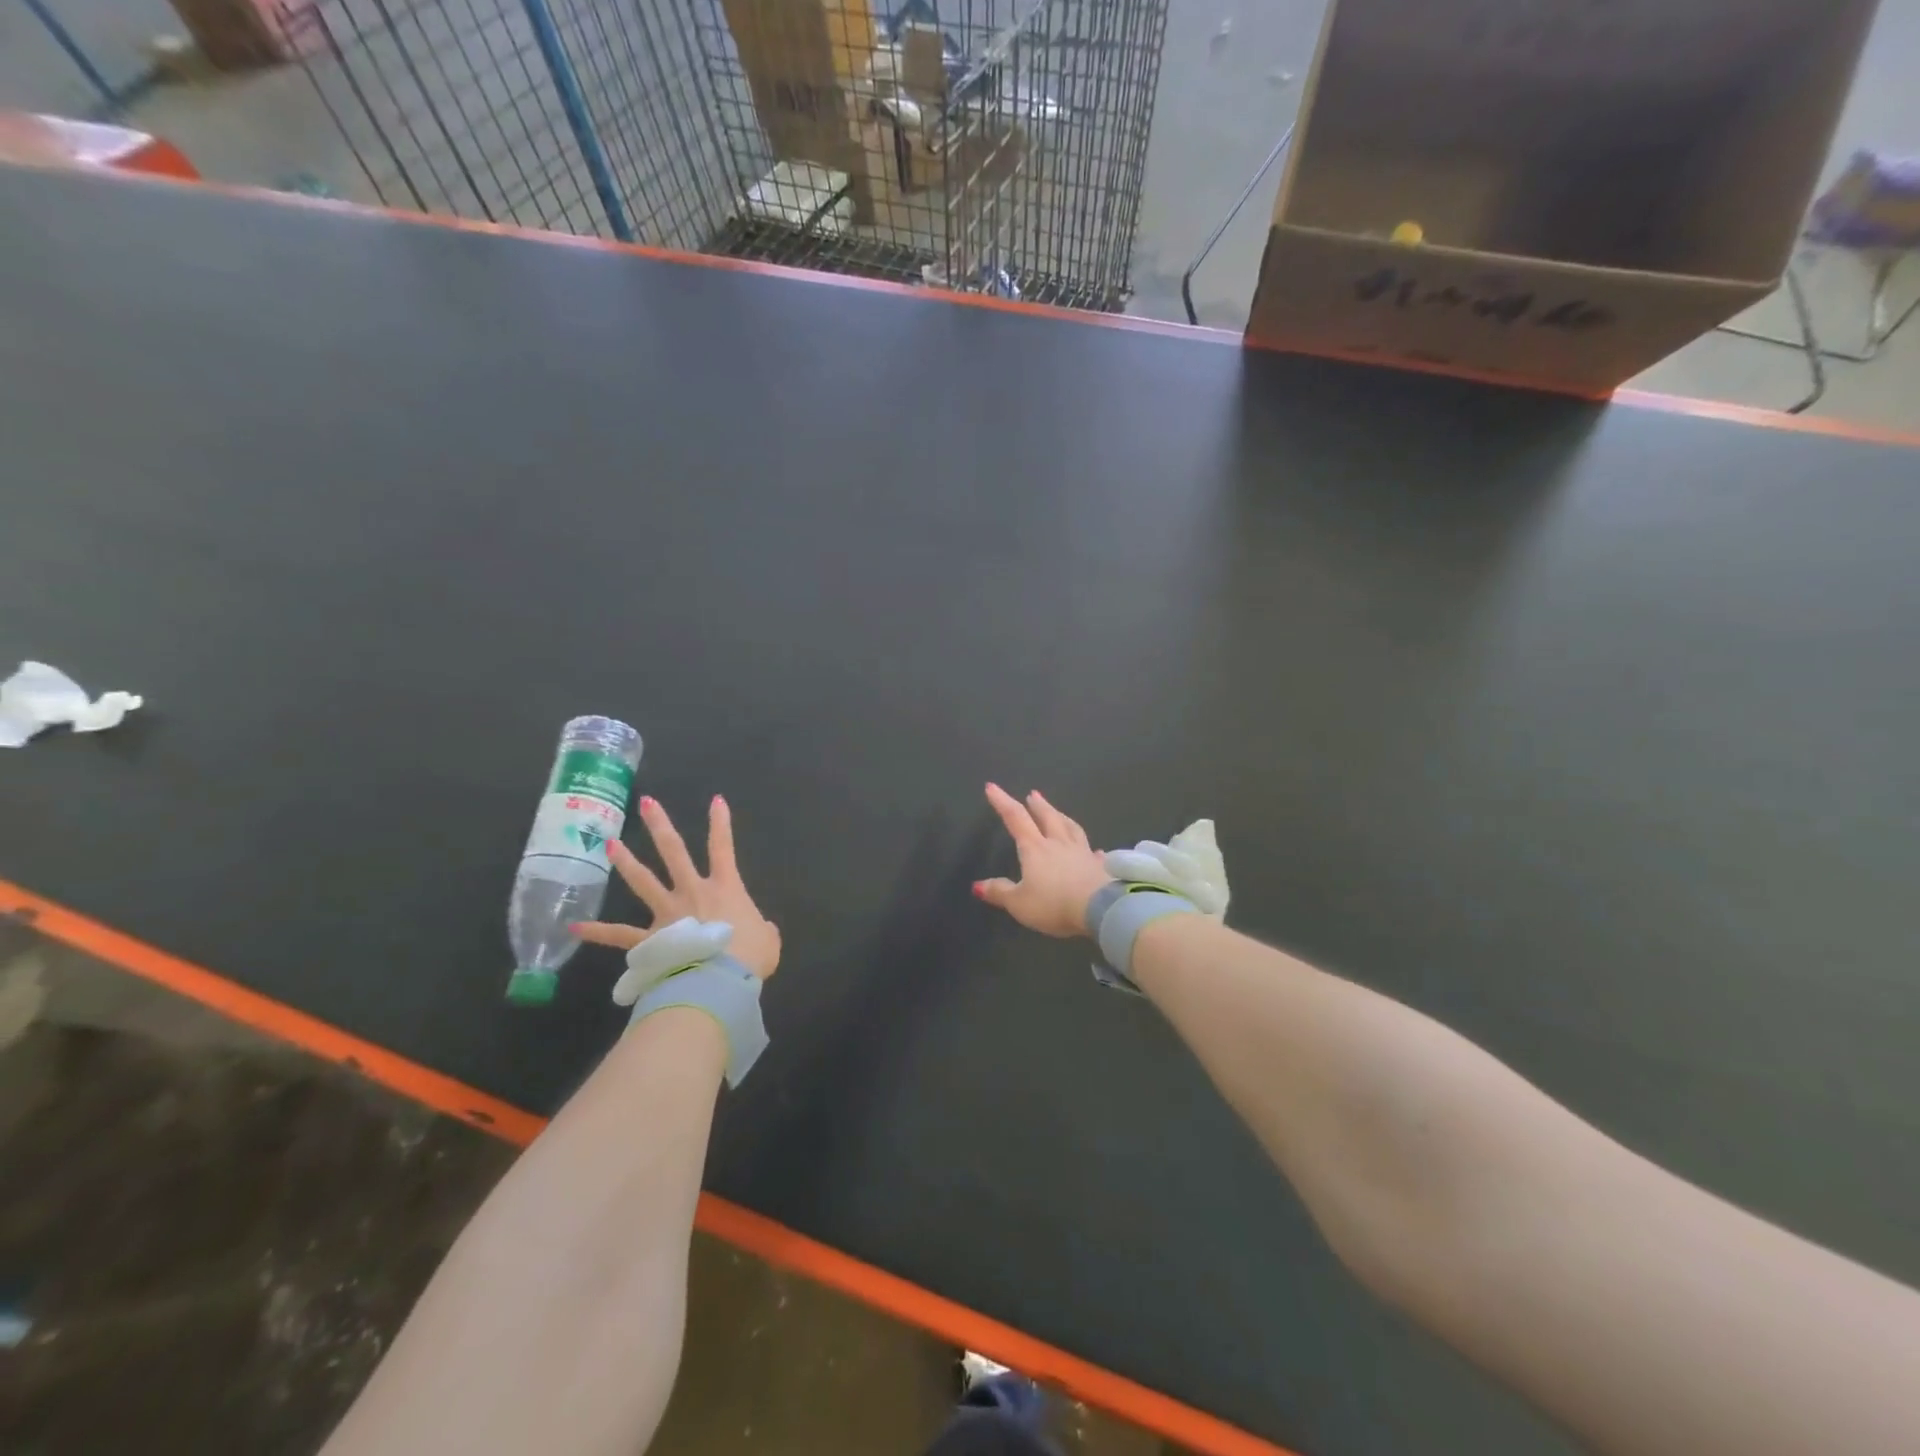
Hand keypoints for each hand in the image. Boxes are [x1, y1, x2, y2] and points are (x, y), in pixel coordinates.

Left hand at [573, 795, 781, 979]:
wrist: (719, 982)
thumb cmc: (749, 957)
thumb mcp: (768, 940)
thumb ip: (762, 929)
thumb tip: (759, 931)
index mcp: (725, 888)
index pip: (723, 848)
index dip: (721, 823)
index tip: (716, 800)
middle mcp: (693, 892)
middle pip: (674, 852)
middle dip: (660, 826)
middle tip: (647, 803)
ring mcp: (667, 913)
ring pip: (643, 881)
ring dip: (626, 862)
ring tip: (609, 844)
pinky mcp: (650, 939)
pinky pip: (620, 934)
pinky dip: (598, 931)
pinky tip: (575, 926)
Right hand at [974, 783, 1112, 938]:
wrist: (1100, 910)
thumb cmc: (1054, 904)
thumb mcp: (1019, 903)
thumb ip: (1000, 892)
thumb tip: (978, 885)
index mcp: (1035, 849)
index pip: (1015, 818)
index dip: (1002, 802)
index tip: (992, 786)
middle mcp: (1058, 844)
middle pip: (1047, 817)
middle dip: (1038, 805)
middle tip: (1033, 794)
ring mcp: (1082, 853)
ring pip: (1071, 829)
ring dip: (1062, 817)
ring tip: (1058, 812)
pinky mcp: (1100, 867)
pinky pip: (1094, 853)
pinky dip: (1091, 849)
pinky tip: (1095, 850)